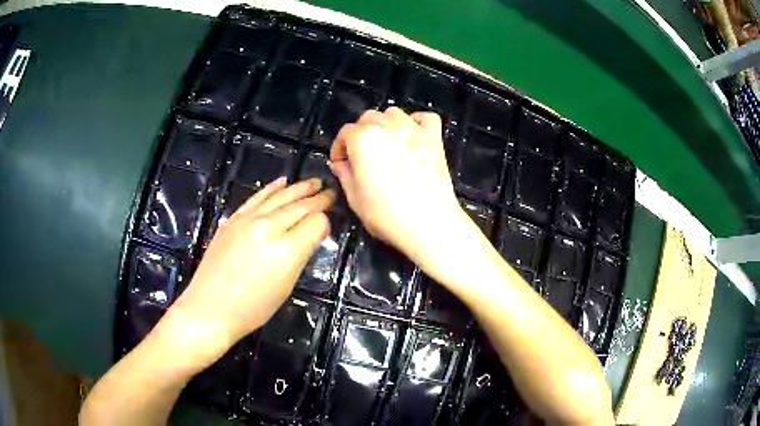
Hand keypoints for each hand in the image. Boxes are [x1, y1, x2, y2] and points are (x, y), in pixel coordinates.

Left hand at [166, 177, 333, 363]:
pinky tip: (282, 181)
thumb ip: (301, 255)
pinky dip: (271, 188)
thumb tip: (311, 235)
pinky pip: (257, 197)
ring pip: (280, 197)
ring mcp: (248, 220)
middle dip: (318, 199)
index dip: (325, 222)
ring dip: (299, 188)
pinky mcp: (233, 219)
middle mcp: (268, 229)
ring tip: (314, 182)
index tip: (329, 222)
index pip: (315, 223)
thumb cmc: (252, 309)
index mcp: (286, 251)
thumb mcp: (285, 287)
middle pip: (299, 207)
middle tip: (330, 192)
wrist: (210, 308)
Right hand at [329, 107, 475, 275]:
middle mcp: (387, 126)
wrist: (429, 224)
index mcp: (363, 139)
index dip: (339, 148)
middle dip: (360, 134)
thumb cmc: (387, 215)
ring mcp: (413, 129)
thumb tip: (340, 164)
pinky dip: (416, 121)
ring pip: (393, 113)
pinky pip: (425, 117)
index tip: (341, 164)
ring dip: (385, 125)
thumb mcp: (355, 199)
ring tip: (385, 145)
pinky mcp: (434, 138)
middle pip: (367, 118)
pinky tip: (412, 135)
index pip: (345, 133)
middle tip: (361, 157)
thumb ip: (344, 175)